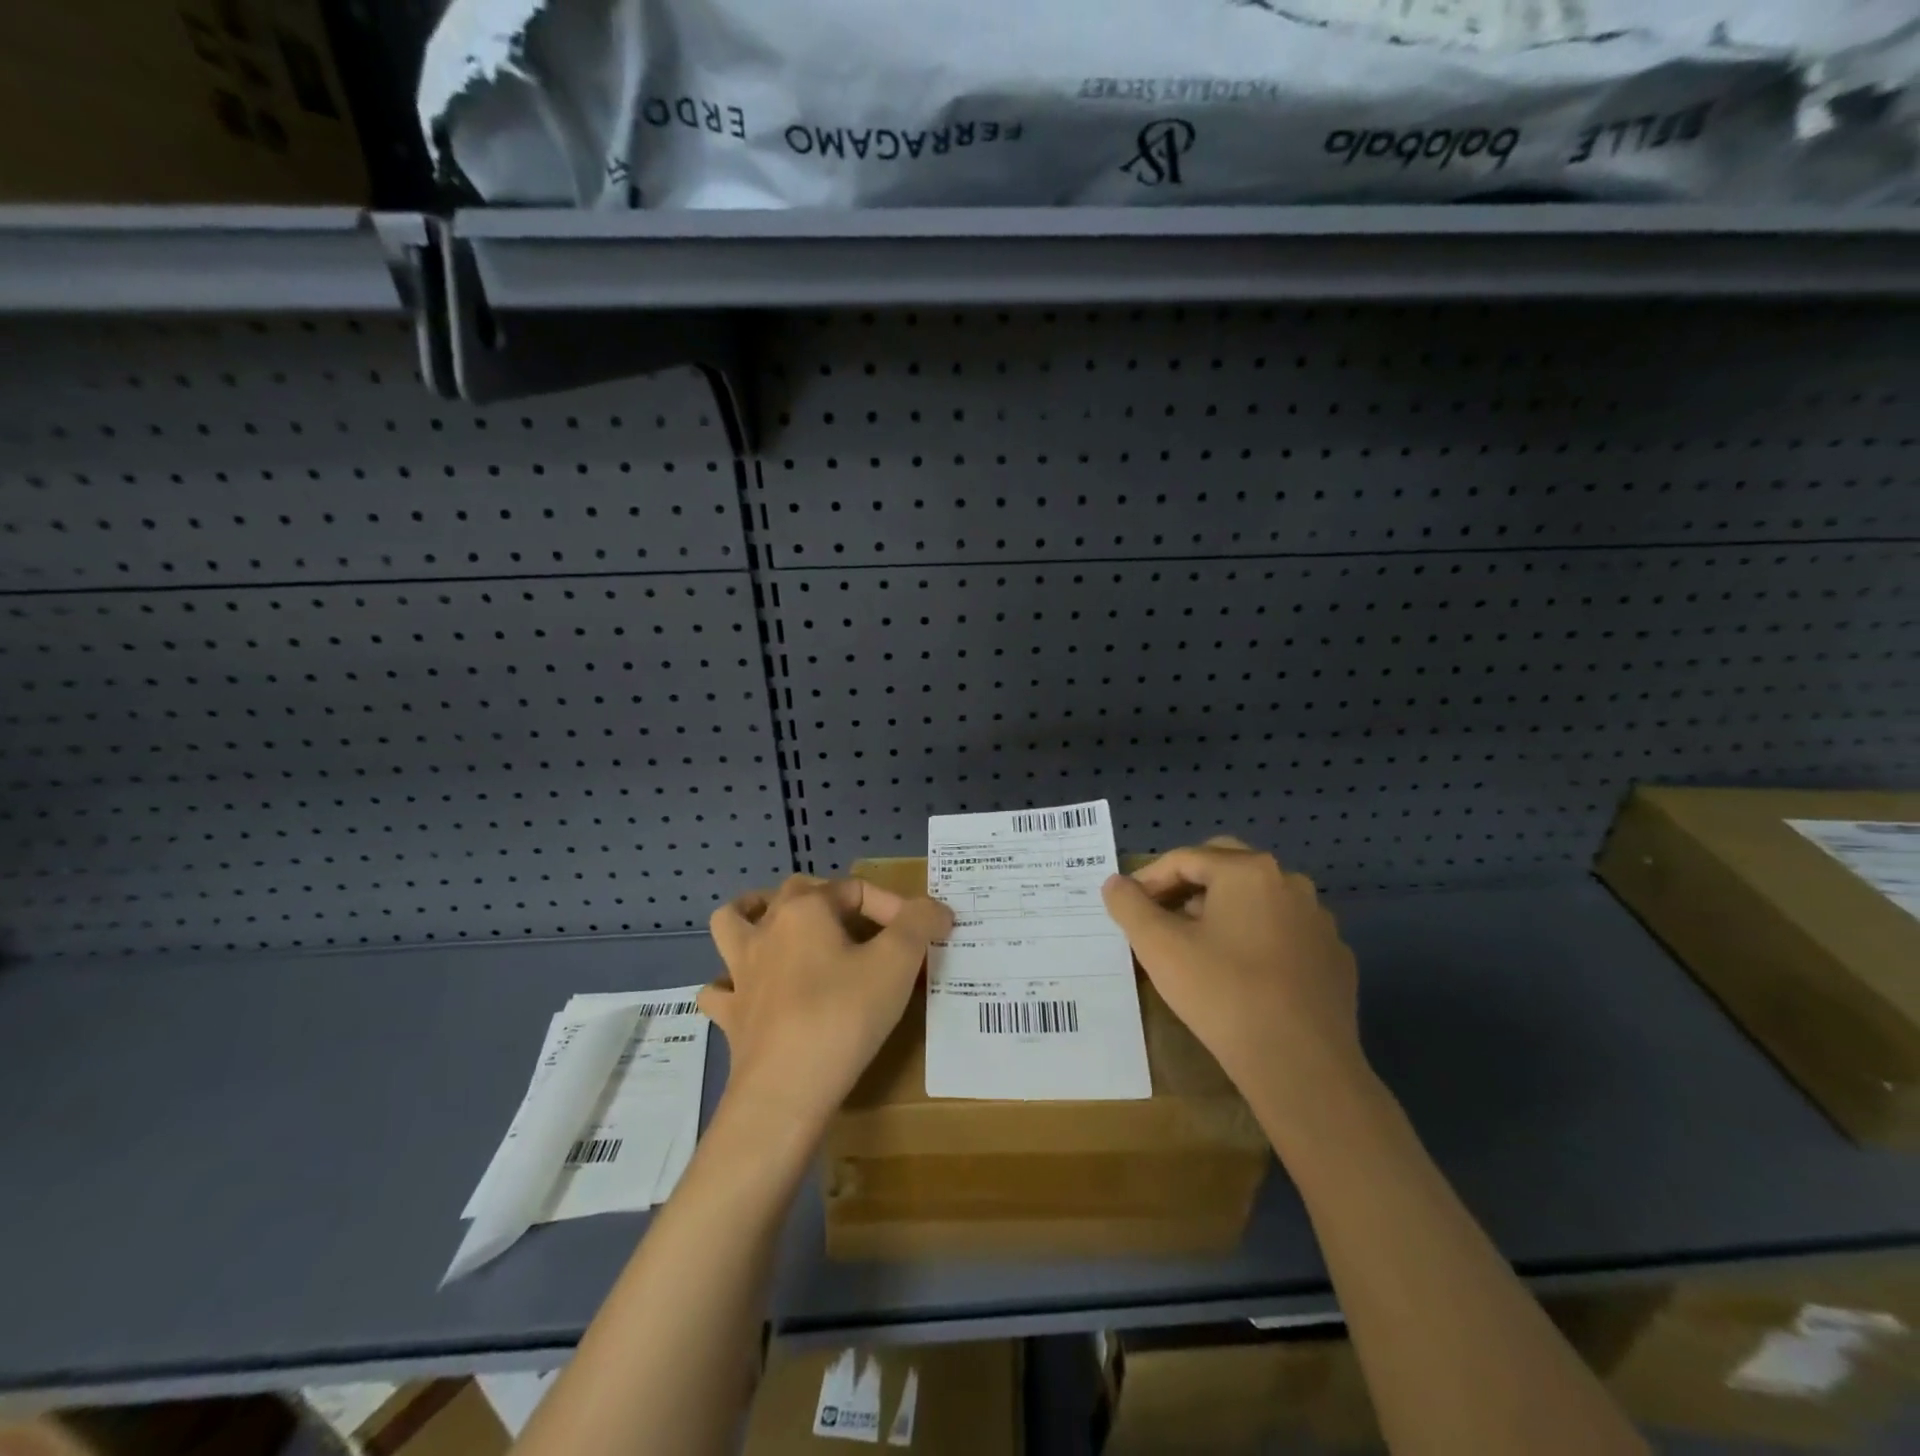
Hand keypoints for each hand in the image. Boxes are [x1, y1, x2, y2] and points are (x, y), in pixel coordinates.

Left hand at [702, 875, 952, 1131]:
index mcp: (806, 909)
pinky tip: (752, 994)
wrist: (786, 1090)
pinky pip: (721, 989)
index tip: (922, 937)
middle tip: (862, 929)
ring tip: (779, 928)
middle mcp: (767, 929)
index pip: (856, 888)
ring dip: (753, 917)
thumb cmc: (844, 1016)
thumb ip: (919, 924)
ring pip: (733, 923)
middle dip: (830, 900)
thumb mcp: (897, 963)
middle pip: (795, 892)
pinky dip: (732, 985)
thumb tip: (935, 909)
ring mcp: (741, 972)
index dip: (894, 907)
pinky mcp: (731, 1014)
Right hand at [1101, 837, 1362, 1100]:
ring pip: (1258, 900)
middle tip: (1161, 916)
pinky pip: (1285, 933)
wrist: (1301, 1065)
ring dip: (1223, 911)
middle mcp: (1289, 883)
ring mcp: (1318, 920)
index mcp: (1248, 870)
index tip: (1128, 907)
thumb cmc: (1222, 993)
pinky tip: (1242, 974)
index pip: (1185, 859)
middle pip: (1225, 868)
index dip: (1149, 879)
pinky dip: (1257, 939)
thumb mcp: (1159, 947)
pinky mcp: (1334, 957)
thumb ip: (1129, 906)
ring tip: (1198, 946)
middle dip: (1188, 886)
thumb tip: (1116, 884)